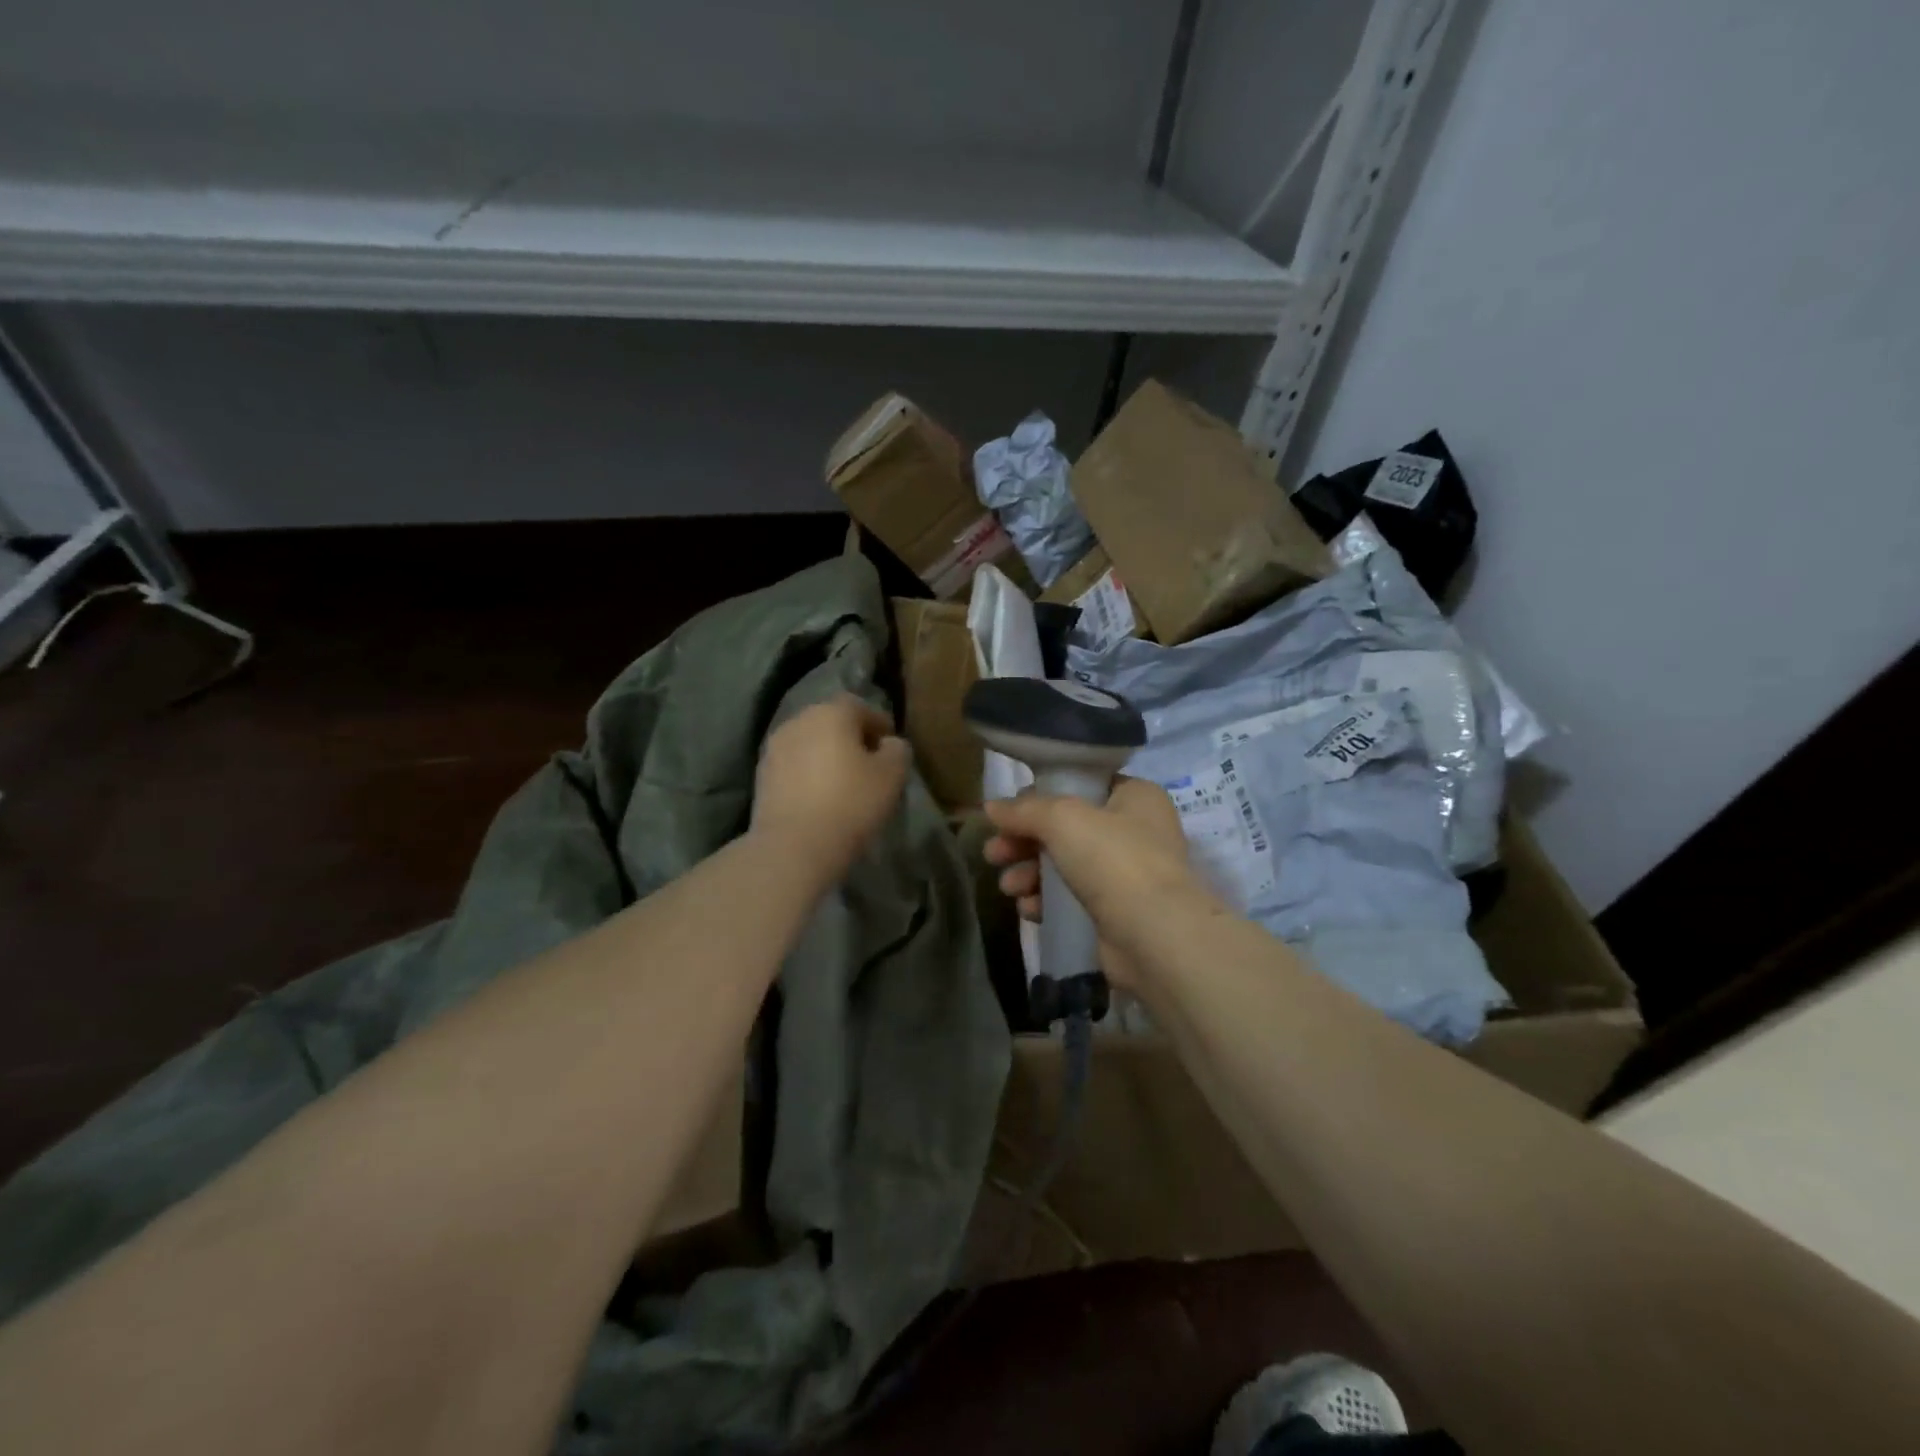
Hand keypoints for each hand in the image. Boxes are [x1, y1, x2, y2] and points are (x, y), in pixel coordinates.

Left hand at [752, 694, 909, 880]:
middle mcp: (798, 721)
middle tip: (868, 765)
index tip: (891, 748)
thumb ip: (897, 751)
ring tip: (843, 783)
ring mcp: (774, 748)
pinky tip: (819, 797)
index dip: (879, 724)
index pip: (860, 707)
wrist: (793, 847)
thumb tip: (889, 744)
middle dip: (850, 738)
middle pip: (831, 722)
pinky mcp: (761, 776)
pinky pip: (793, 766)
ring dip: (826, 756)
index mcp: (831, 713)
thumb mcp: (892, 776)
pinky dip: (808, 774)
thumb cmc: (851, 803)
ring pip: (809, 744)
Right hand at [982, 777, 1212, 991]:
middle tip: (994, 853)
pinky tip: (1028, 909)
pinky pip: (1072, 898)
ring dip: (1030, 873)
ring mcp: (1128, 875)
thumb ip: (1024, 810)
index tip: (1009, 812)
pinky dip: (1047, 900)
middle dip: (1024, 841)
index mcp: (1135, 797)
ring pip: (1065, 865)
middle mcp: (1136, 831)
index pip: (1082, 786)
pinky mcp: (1117, 913)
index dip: (1042, 796)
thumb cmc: (1114, 860)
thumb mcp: (1062, 819)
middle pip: (1066, 828)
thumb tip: (991, 807)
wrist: (1155, 936)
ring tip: (1008, 887)